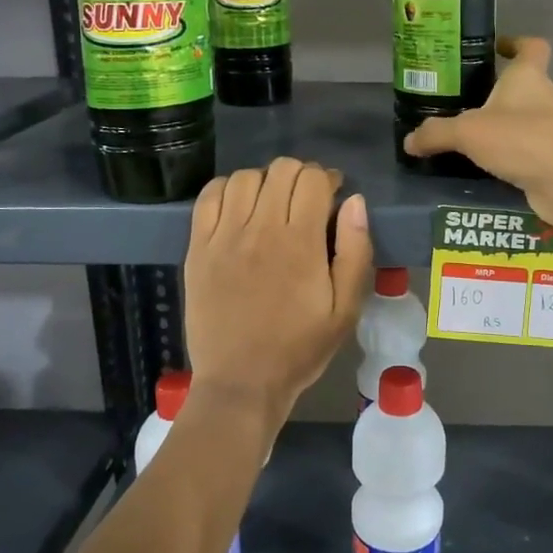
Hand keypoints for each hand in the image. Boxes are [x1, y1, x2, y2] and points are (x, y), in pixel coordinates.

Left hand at [184, 158, 372, 429]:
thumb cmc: (300, 348)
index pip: (312, 179)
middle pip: (280, 170)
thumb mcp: (346, 309)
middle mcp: (260, 229)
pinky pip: (208, 196)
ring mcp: (223, 237)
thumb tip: (354, 201)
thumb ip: (355, 251)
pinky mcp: (197, 248)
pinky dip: (226, 189)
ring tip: (272, 204)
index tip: (332, 197)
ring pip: (244, 177)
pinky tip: (239, 207)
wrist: (241, 383)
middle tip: (306, 201)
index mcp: (300, 243)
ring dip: (265, 181)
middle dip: (300, 176)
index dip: (326, 179)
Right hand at [403, 37, 552, 230]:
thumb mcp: (469, 132)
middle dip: (496, 90)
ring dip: (501, 124)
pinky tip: (484, 165)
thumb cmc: (522, 139)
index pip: (531, 46)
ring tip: (466, 135)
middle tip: (462, 98)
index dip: (516, 42)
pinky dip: (507, 154)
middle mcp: (544, 97)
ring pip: (523, 119)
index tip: (496, 47)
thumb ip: (437, 133)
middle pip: (523, 85)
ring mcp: (552, 129)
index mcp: (528, 77)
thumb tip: (408, 141)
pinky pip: (525, 149)